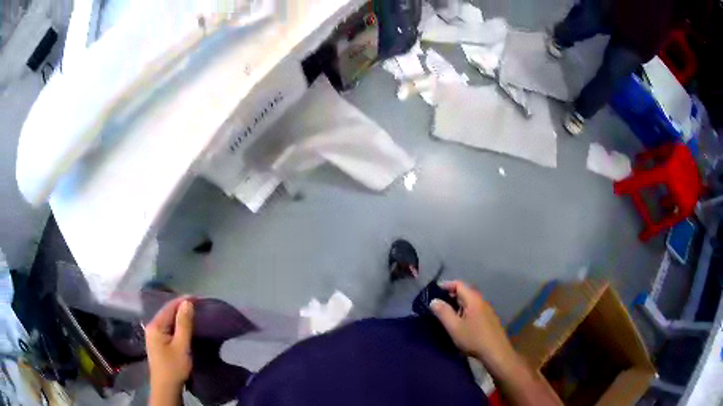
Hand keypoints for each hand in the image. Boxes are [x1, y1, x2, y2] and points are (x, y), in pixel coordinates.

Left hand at [146, 297, 193, 392]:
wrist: (166, 387)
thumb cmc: (174, 367)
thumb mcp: (182, 346)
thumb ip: (184, 324)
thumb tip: (187, 303)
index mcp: (155, 325)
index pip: (170, 307)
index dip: (184, 300)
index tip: (199, 298)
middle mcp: (152, 326)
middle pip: (167, 312)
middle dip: (182, 307)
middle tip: (199, 305)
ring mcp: (153, 335)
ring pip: (167, 320)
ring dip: (179, 316)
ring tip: (194, 313)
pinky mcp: (157, 342)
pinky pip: (167, 327)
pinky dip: (176, 324)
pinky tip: (184, 326)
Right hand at [430, 281, 515, 371]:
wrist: (496, 352)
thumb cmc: (474, 338)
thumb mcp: (454, 327)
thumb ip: (443, 312)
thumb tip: (434, 300)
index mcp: (473, 299)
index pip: (459, 284)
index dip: (446, 285)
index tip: (434, 291)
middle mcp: (482, 301)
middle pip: (465, 292)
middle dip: (451, 295)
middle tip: (438, 303)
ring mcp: (487, 310)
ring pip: (470, 302)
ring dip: (458, 304)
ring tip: (447, 313)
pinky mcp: (489, 319)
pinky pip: (474, 309)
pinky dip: (465, 310)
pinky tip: (460, 322)